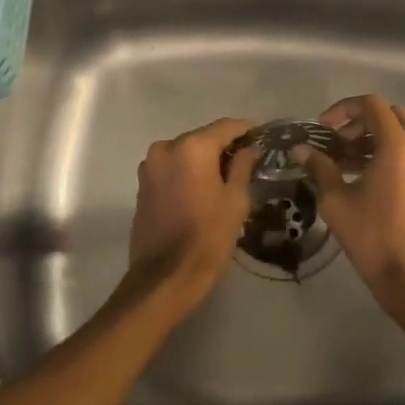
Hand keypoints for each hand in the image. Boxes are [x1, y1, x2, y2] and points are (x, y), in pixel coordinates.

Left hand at [127, 117, 259, 301]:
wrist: (165, 277)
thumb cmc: (208, 237)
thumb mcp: (236, 201)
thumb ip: (243, 167)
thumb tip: (249, 149)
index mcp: (192, 148)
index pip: (225, 127)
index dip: (246, 130)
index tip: (262, 137)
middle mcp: (166, 148)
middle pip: (203, 138)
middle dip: (224, 147)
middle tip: (248, 162)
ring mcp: (150, 167)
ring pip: (185, 154)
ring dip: (204, 161)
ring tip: (226, 179)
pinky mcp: (142, 186)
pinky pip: (171, 169)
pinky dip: (188, 173)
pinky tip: (203, 190)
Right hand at [299, 95, 404, 315]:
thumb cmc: (370, 233)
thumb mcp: (335, 199)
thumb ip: (319, 167)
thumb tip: (300, 150)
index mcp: (397, 145)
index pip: (372, 105)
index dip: (344, 109)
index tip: (323, 128)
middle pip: (390, 115)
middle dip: (360, 122)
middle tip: (337, 141)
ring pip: (401, 134)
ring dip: (372, 138)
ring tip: (343, 160)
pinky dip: (386, 153)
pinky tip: (361, 175)